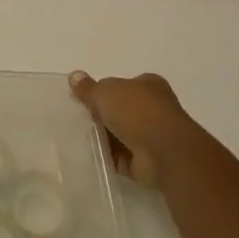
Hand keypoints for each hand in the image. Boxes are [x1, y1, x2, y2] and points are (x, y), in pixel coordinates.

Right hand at [69, 71, 203, 186]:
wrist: (164, 152)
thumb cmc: (136, 111)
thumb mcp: (104, 92)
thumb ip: (88, 88)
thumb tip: (74, 76)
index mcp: (148, 85)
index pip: (123, 85)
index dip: (104, 92)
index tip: (85, 100)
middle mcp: (154, 108)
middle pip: (121, 111)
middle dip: (102, 116)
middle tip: (79, 119)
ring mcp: (153, 136)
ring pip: (120, 135)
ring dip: (104, 138)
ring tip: (80, 139)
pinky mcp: (148, 161)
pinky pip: (121, 158)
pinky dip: (109, 158)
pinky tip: (92, 156)